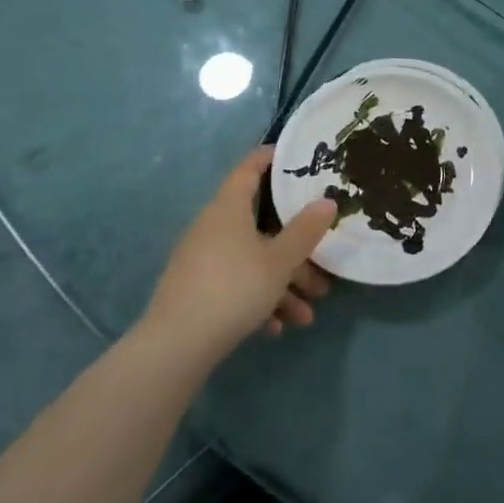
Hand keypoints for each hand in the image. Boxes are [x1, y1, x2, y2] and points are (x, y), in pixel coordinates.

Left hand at [141, 147, 338, 366]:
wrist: (176, 346)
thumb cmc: (234, 288)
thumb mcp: (279, 261)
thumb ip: (305, 231)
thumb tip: (327, 201)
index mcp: (228, 208)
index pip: (249, 169)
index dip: (271, 158)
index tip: (294, 156)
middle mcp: (212, 227)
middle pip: (261, 227)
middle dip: (294, 250)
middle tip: (322, 268)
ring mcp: (201, 259)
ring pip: (252, 262)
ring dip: (282, 284)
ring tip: (307, 316)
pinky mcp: (195, 290)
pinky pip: (234, 285)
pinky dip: (258, 301)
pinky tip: (275, 328)